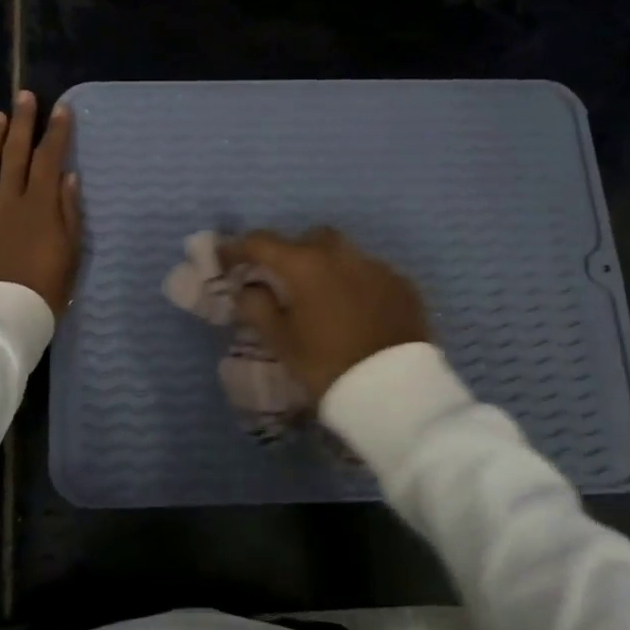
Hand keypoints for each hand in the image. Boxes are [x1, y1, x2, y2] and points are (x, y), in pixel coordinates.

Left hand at [0, 91, 80, 318]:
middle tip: (24, 97)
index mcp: (39, 207)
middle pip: (15, 155)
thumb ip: (69, 212)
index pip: (49, 160)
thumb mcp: (70, 254)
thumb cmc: (44, 290)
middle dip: (22, 123)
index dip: (55, 133)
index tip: (61, 109)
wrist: (1, 318)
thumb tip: (67, 176)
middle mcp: (8, 202)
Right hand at [220, 228, 429, 397]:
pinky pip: (370, 273)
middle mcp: (342, 255)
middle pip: (310, 239)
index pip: (262, 242)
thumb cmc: (327, 365)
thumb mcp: (282, 342)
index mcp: (306, 265)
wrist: (394, 391)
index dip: (239, 248)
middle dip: (292, 252)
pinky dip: (356, 283)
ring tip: (321, 297)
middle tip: (283, 279)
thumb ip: (258, 308)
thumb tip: (247, 288)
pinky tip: (354, 310)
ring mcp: (377, 267)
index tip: (226, 258)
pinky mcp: (403, 286)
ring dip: (327, 267)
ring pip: (344, 254)